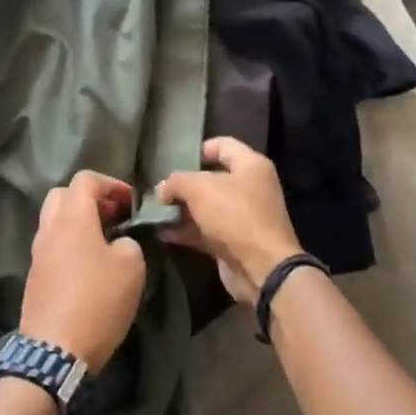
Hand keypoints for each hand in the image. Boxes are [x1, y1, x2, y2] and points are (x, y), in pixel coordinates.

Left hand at [21, 171, 146, 372]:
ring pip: (54, 221)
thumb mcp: (132, 267)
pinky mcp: (34, 277)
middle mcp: (49, 228)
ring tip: (104, 242)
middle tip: (113, 217)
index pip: (85, 179)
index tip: (130, 202)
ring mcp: (37, 253)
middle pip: (63, 195)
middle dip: (89, 199)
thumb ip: (129, 243)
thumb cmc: (97, 301)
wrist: (55, 351)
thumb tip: (119, 242)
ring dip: (78, 222)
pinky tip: (88, 267)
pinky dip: (69, 244)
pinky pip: (51, 246)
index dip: (111, 183)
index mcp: (72, 218)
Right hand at [155, 137, 301, 305]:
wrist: (262, 269)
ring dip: (181, 210)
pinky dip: (185, 230)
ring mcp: (242, 217)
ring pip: (206, 207)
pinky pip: (205, 230)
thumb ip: (176, 182)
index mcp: (250, 165)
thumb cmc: (234, 215)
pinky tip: (161, 232)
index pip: (222, 145)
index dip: (197, 149)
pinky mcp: (234, 242)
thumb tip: (162, 189)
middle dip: (183, 184)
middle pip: (211, 178)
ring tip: (153, 211)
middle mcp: (249, 187)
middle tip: (158, 190)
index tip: (173, 159)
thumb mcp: (199, 188)